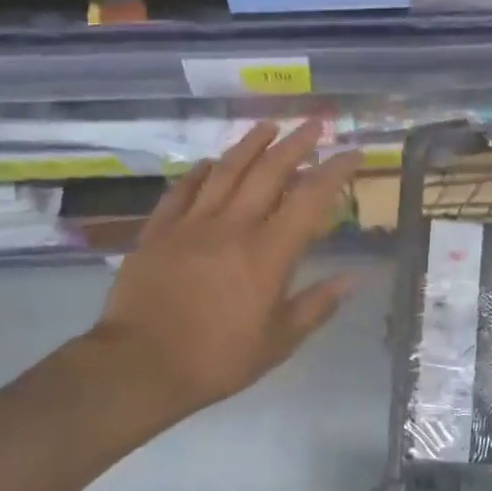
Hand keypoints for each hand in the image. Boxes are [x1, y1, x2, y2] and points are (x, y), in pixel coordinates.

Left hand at [86, 119, 361, 424]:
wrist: (139, 366)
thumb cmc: (217, 359)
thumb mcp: (279, 342)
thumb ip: (316, 306)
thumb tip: (353, 279)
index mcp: (268, 253)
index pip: (309, 199)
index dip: (334, 171)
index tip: (351, 154)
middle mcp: (233, 227)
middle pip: (268, 172)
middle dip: (296, 144)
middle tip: (314, 124)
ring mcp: (191, 225)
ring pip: (226, 171)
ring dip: (250, 144)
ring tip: (268, 126)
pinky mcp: (158, 232)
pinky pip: (183, 190)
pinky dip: (201, 172)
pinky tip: (211, 163)